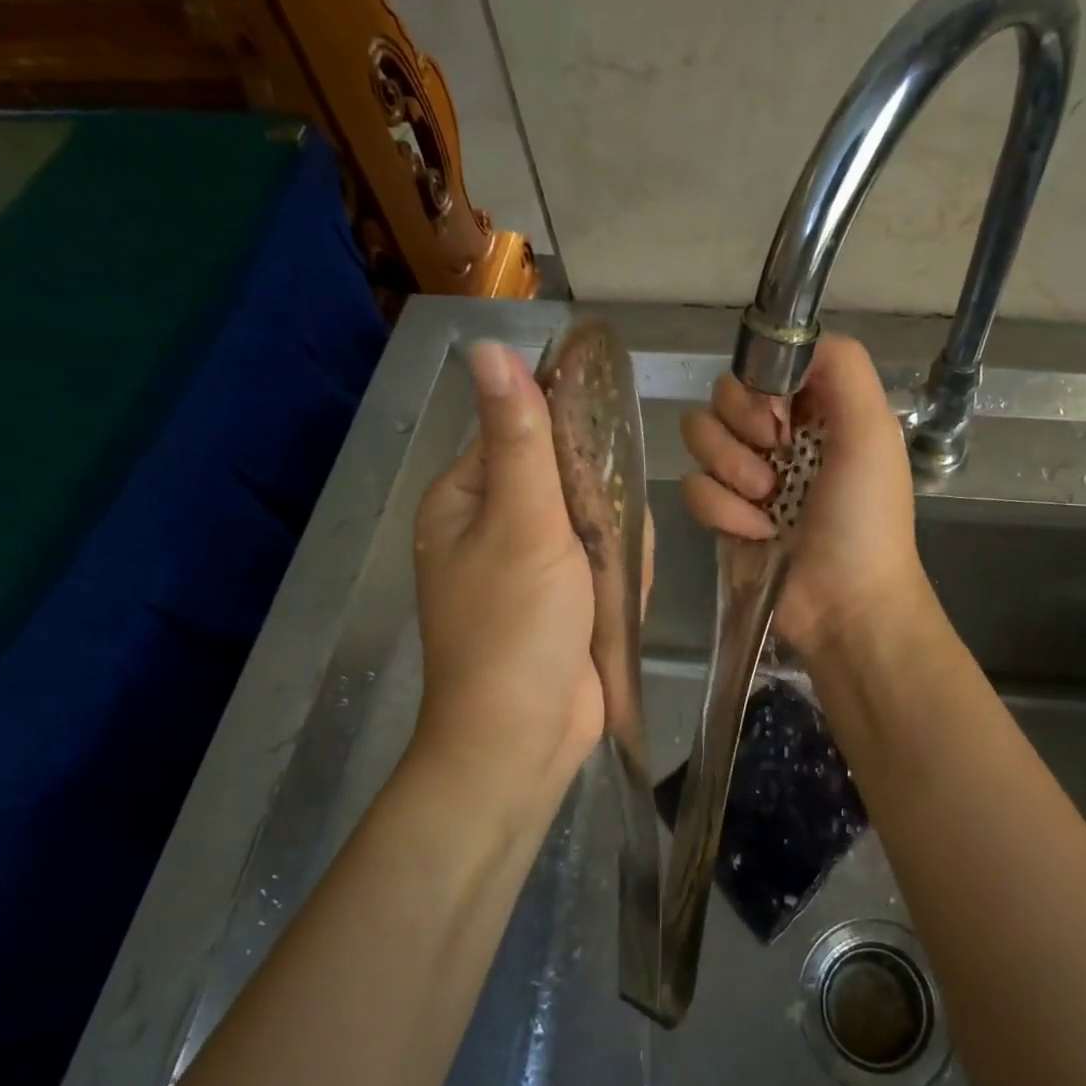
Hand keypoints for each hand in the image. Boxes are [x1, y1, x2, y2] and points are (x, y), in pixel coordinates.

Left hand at [412, 342, 600, 811]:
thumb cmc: (516, 626)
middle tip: (602, 547)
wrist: (525, 737)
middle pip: (569, 478)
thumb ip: (521, 438)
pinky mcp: (564, 599)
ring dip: (614, 549)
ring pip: (596, 522)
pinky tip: (614, 606)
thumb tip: (490, 348)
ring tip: (606, 589)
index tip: (604, 463)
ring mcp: (533, 564)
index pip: (523, 430)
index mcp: (467, 497)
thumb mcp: (523, 523)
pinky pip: (604, 564)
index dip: (571, 437)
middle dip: (600, 510)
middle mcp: (495, 524)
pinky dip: (617, 581)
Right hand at [680, 334, 931, 658]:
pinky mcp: (722, 513)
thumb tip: (791, 343)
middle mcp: (778, 435)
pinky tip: (756, 533)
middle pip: (722, 394)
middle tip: (774, 457)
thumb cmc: (865, 518)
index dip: (761, 382)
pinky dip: (722, 511)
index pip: (763, 364)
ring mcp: (746, 474)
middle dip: (743, 426)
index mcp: (816, 410)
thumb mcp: (873, 431)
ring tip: (766, 500)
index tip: (780, 413)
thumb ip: (843, 367)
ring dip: (731, 469)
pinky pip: (693, 487)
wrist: (844, 603)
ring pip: (698, 435)